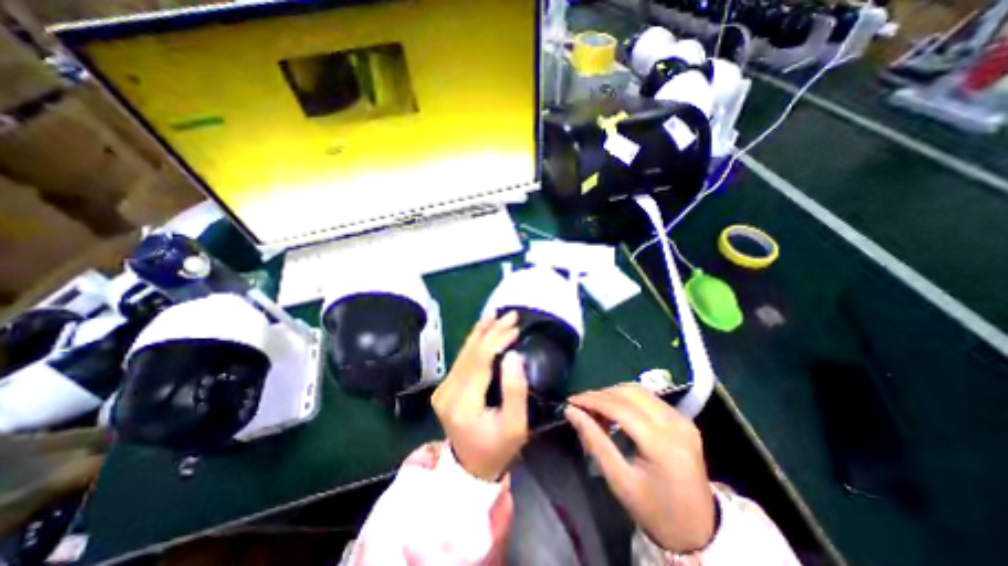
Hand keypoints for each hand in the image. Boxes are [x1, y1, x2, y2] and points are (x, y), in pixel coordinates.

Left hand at [431, 314, 529, 480]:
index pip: (480, 361)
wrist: (471, 467)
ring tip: (495, 315)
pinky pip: (461, 359)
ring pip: (464, 352)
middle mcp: (447, 392)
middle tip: (511, 316)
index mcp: (463, 403)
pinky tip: (483, 329)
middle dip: (491, 331)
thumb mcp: (516, 425)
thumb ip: (516, 390)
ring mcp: (443, 389)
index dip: (497, 340)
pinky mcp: (445, 387)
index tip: (515, 328)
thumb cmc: (498, 448)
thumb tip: (513, 355)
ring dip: (481, 332)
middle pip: (470, 353)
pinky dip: (474, 342)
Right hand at [567, 384, 716, 552]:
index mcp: (662, 444)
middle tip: (581, 405)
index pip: (620, 408)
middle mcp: (675, 423)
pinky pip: (648, 397)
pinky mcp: (683, 418)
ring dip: (612, 393)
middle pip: (629, 393)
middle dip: (600, 394)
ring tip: (596, 408)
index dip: (592, 400)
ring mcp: (682, 419)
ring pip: (638, 390)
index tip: (571, 400)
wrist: (699, 530)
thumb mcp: (619, 481)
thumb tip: (571, 412)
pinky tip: (615, 410)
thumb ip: (594, 442)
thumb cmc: (654, 511)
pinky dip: (626, 398)